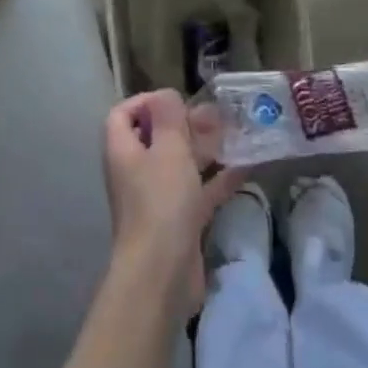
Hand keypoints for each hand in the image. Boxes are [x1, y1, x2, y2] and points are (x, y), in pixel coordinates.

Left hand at [103, 91, 243, 316]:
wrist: (162, 272)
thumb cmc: (160, 202)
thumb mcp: (168, 150)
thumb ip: (169, 118)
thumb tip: (166, 94)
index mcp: (122, 151)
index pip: (122, 114)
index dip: (144, 102)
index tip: (176, 100)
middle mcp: (134, 171)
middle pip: (154, 138)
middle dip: (183, 125)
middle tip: (215, 116)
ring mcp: (156, 198)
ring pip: (179, 165)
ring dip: (203, 149)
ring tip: (235, 134)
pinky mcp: (178, 221)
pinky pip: (198, 192)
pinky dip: (217, 179)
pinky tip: (245, 167)